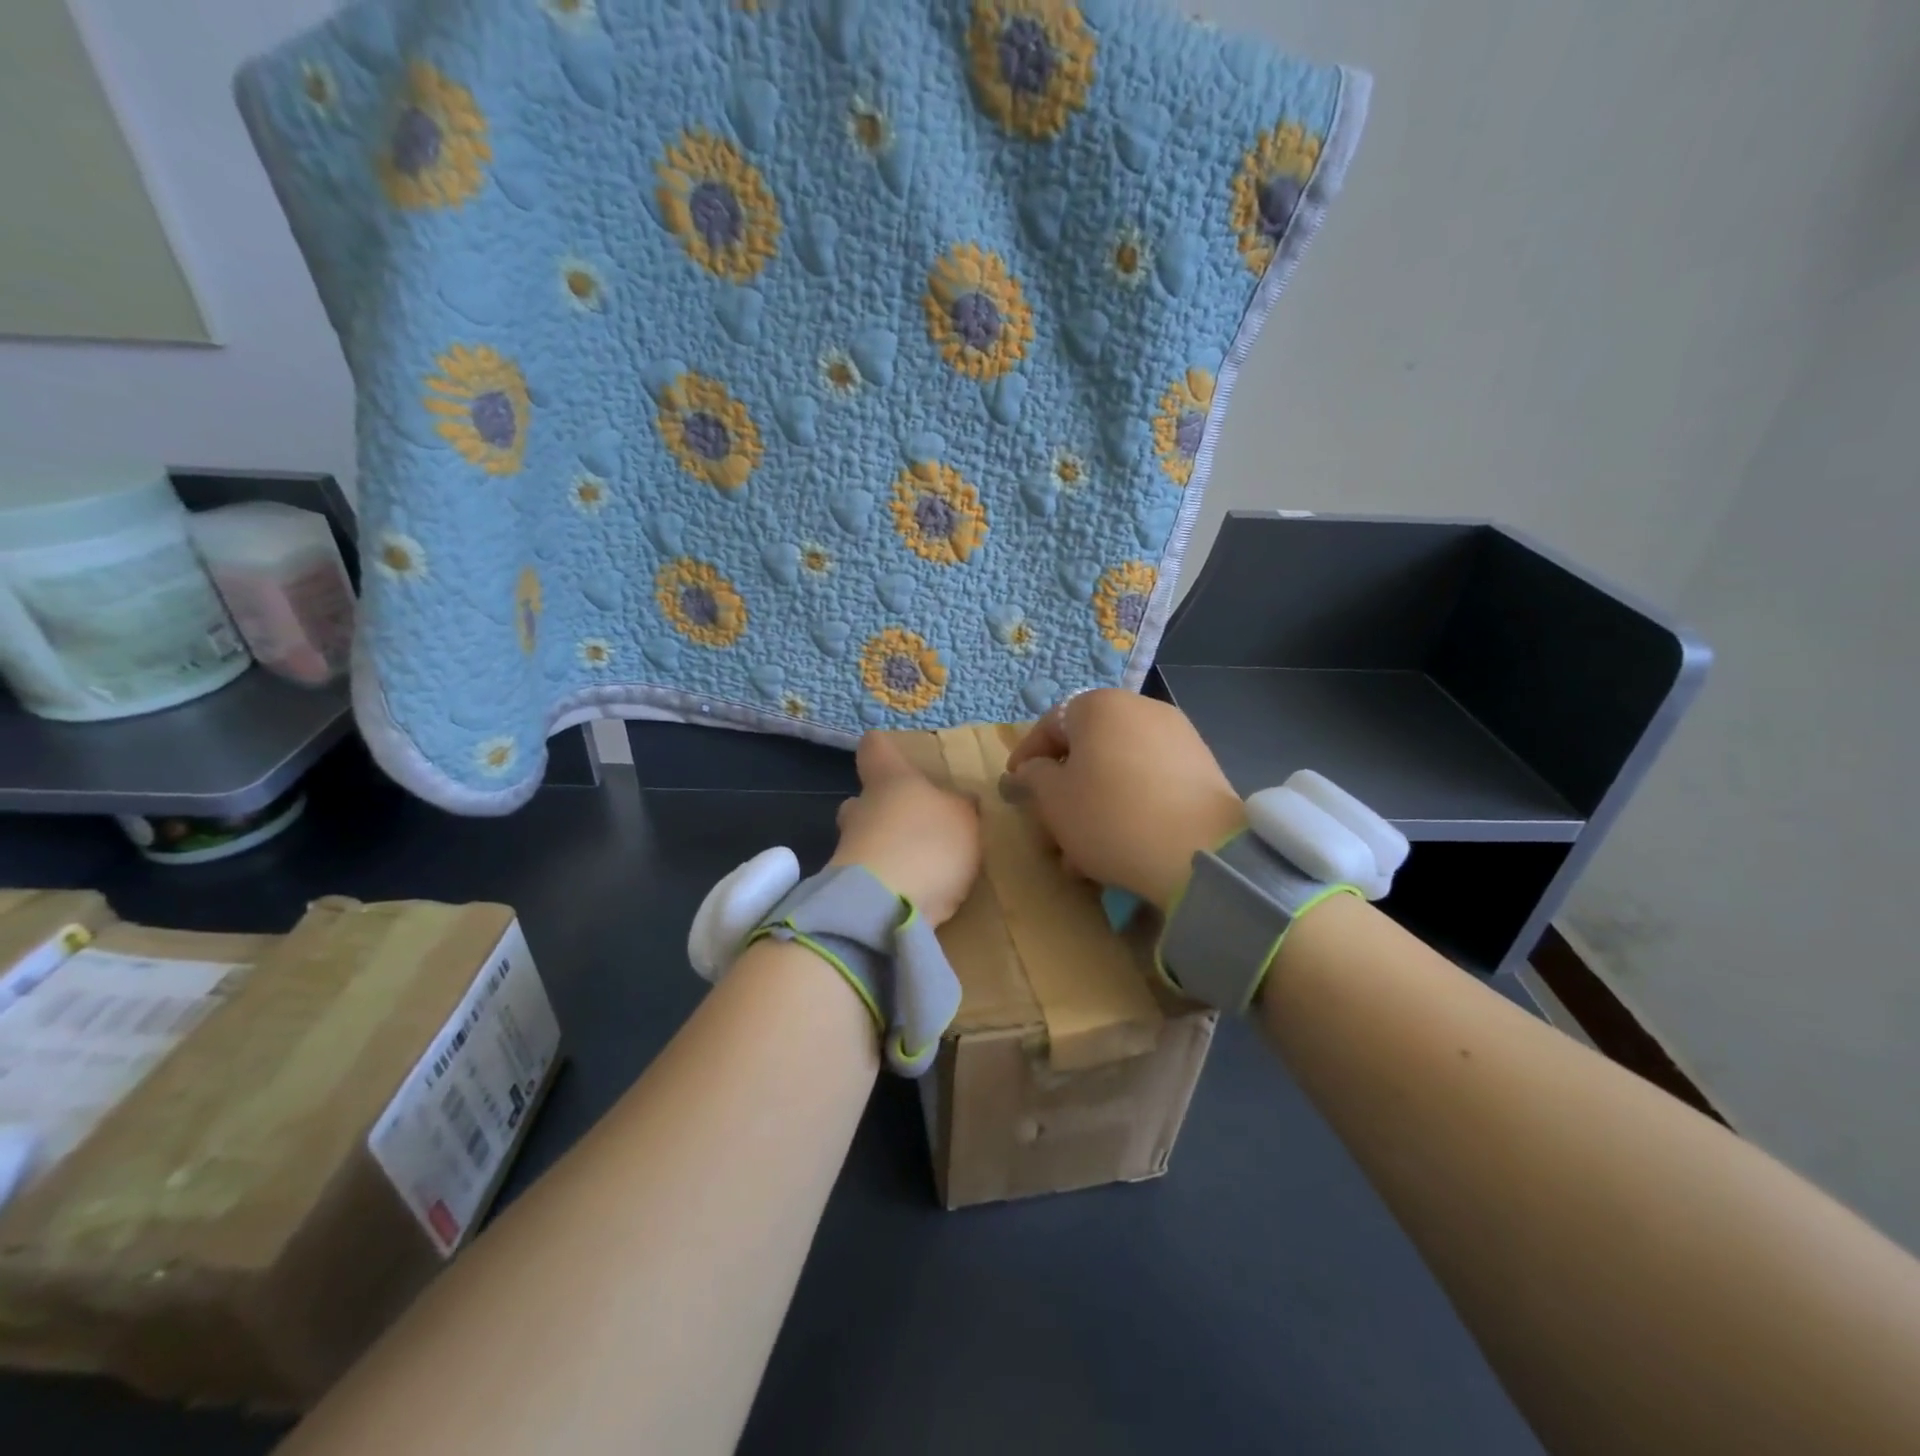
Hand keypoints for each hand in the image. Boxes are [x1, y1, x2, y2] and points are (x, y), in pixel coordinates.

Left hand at [831, 734, 981, 927]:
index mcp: (889, 778)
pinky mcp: (848, 889)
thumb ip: (961, 808)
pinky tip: (913, 897)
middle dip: (883, 811)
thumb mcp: (964, 819)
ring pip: (863, 839)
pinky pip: (869, 877)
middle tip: (913, 825)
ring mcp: (848, 849)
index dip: (884, 749)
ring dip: (885, 850)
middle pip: (862, 799)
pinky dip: (887, 883)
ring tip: (919, 869)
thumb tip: (960, 800)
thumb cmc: (927, 842)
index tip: (893, 755)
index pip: (875, 747)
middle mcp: (861, 807)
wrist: (884, 906)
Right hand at [1007, 689, 1245, 910]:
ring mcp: (1177, 736)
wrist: (1198, 850)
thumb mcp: (1053, 799)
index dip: (1027, 757)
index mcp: (1099, 706)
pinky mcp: (1201, 768)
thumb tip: (1035, 769)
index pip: (1051, 724)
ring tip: (1083, 853)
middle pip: (1088, 748)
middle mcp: (1140, 709)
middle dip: (1064, 789)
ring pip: (1118, 769)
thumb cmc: (1109, 815)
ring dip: (1094, 804)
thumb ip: (1035, 776)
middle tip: (1050, 826)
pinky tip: (1120, 844)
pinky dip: (1128, 805)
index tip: (1015, 786)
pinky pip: (1149, 781)